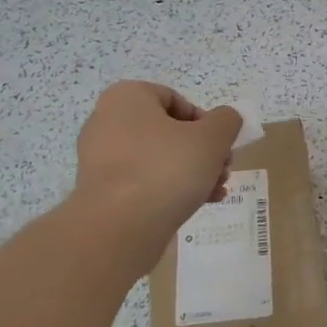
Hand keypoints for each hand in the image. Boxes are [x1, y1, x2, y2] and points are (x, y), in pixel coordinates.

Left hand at [74, 82, 243, 241]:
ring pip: (157, 158)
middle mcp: (106, 121)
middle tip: (223, 169)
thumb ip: (227, 121)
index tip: (220, 145)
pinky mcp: (101, 191)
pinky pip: (142, 181)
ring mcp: (100, 159)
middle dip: (202, 151)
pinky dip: (169, 189)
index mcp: (127, 98)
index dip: (205, 121)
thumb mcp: (213, 138)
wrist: (118, 229)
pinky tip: (197, 205)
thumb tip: (226, 119)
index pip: (175, 99)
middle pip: (168, 131)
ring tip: (215, 190)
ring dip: (191, 171)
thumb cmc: (167, 169)